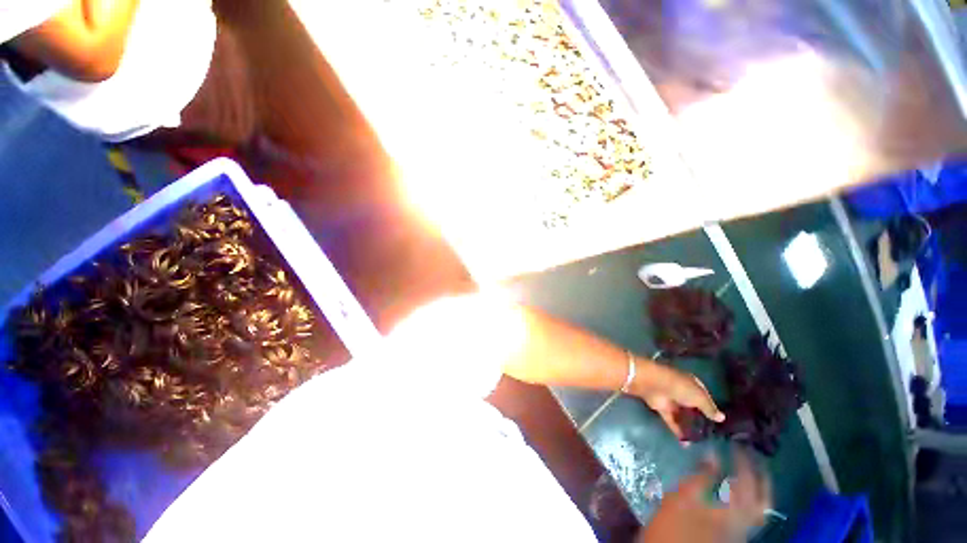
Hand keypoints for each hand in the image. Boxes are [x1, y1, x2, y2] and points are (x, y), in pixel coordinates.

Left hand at [632, 358, 723, 439]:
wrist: (652, 383)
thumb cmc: (679, 386)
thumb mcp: (699, 396)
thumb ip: (709, 408)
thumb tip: (721, 418)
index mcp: (692, 384)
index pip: (704, 395)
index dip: (711, 406)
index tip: (718, 421)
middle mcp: (682, 391)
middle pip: (693, 406)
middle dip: (700, 418)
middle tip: (712, 435)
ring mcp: (671, 400)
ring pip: (682, 415)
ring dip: (689, 427)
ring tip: (701, 443)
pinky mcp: (662, 409)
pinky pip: (672, 422)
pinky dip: (678, 432)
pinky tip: (687, 445)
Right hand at [638, 449, 770, 542]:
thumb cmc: (674, 524)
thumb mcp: (683, 497)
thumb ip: (701, 477)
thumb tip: (713, 454)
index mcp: (734, 511)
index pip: (746, 482)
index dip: (744, 462)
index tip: (736, 444)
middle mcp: (744, 522)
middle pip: (763, 499)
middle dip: (761, 476)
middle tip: (753, 457)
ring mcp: (741, 531)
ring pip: (759, 508)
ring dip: (758, 487)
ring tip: (748, 471)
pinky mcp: (733, 535)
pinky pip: (750, 514)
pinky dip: (749, 498)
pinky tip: (736, 490)